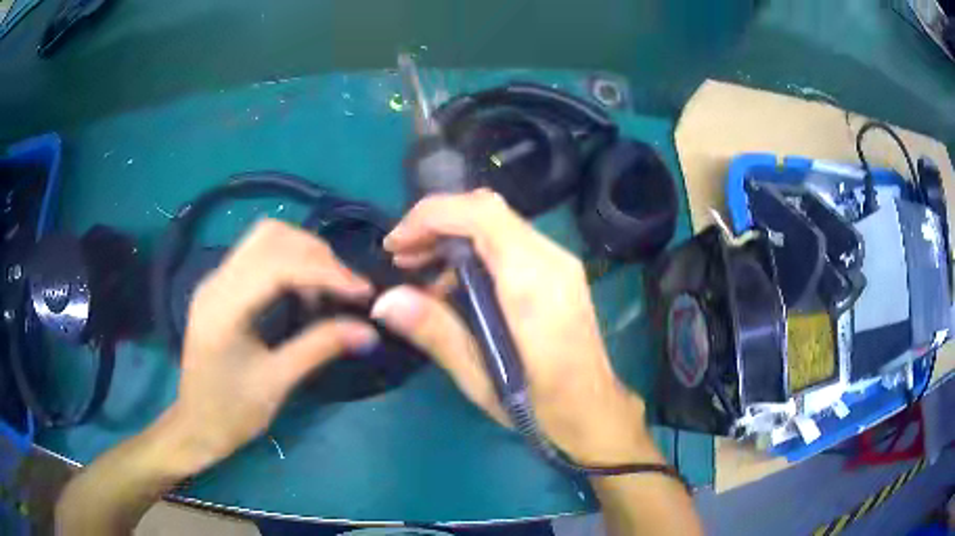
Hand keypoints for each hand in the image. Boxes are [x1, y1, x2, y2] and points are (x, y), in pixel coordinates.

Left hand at [160, 219, 377, 473]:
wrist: (196, 426)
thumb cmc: (232, 413)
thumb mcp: (276, 383)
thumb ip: (319, 348)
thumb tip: (368, 331)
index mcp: (223, 308)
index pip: (276, 265)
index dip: (324, 271)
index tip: (362, 291)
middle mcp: (216, 282)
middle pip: (270, 237)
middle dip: (316, 254)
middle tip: (348, 287)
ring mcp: (216, 280)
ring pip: (265, 239)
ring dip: (303, 253)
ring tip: (329, 286)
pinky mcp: (221, 286)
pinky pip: (259, 254)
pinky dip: (289, 261)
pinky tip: (304, 290)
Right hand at [371, 190, 657, 464]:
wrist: (593, 410)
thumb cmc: (539, 405)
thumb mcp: (481, 377)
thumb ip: (435, 332)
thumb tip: (384, 301)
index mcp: (532, 283)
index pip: (480, 215)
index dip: (430, 216)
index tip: (395, 245)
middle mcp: (550, 260)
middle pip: (487, 210)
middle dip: (436, 223)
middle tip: (401, 257)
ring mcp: (559, 262)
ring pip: (497, 222)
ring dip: (453, 235)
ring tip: (419, 269)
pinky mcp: (559, 271)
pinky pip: (510, 241)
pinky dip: (474, 248)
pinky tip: (453, 282)